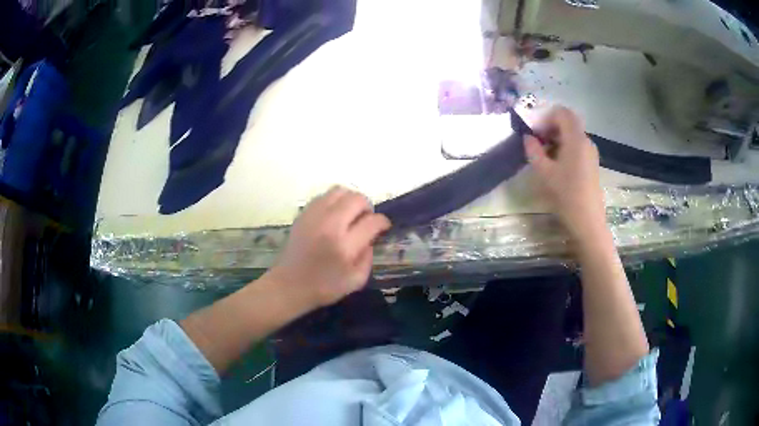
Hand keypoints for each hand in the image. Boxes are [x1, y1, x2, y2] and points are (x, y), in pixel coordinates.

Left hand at [267, 186, 390, 309]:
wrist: (289, 285)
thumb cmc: (324, 287)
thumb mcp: (356, 281)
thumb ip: (369, 258)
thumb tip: (371, 238)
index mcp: (345, 246)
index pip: (372, 222)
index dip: (383, 222)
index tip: (383, 226)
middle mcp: (330, 225)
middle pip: (357, 199)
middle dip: (368, 207)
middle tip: (366, 220)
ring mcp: (314, 216)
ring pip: (340, 191)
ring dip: (350, 200)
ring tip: (350, 214)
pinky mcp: (303, 214)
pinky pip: (324, 196)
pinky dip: (334, 201)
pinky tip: (334, 215)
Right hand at [524, 106, 605, 237]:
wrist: (588, 221)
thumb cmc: (566, 195)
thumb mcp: (545, 173)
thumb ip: (534, 151)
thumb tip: (528, 137)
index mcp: (576, 139)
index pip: (562, 112)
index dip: (546, 116)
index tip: (534, 130)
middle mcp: (586, 141)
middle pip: (568, 121)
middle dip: (550, 126)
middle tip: (537, 140)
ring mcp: (591, 152)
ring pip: (573, 134)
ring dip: (557, 137)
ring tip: (544, 154)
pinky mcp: (592, 163)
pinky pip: (577, 145)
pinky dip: (565, 146)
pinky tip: (557, 164)